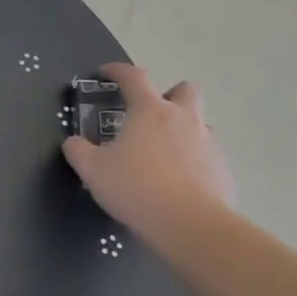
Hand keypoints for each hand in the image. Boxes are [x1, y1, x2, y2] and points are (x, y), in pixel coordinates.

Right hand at [63, 63, 233, 240]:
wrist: (189, 224)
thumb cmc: (135, 187)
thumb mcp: (92, 170)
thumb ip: (78, 151)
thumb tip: (73, 142)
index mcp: (150, 111)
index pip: (134, 77)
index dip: (118, 71)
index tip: (105, 73)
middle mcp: (183, 119)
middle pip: (185, 90)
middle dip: (169, 94)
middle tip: (150, 113)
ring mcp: (208, 143)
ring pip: (200, 122)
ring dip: (182, 129)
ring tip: (161, 153)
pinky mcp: (222, 169)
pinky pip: (206, 155)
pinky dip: (192, 160)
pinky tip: (176, 182)